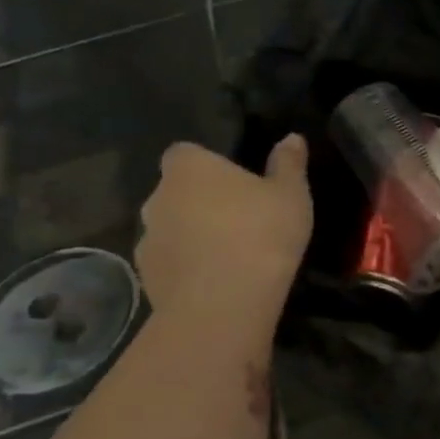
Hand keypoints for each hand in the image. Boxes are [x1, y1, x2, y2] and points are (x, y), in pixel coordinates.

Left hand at [136, 137, 312, 323]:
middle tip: (238, 219)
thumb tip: (292, 137)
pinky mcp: (147, 274)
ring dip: (192, 234)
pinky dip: (188, 266)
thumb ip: (288, 164)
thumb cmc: (262, 233)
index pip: (186, 152)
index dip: (209, 165)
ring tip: (229, 254)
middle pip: (176, 191)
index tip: (235, 181)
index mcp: (189, 168)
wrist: (224, 301)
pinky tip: (218, 280)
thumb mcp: (291, 195)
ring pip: (171, 227)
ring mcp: (147, 236)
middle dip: (200, 201)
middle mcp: (157, 195)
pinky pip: (170, 261)